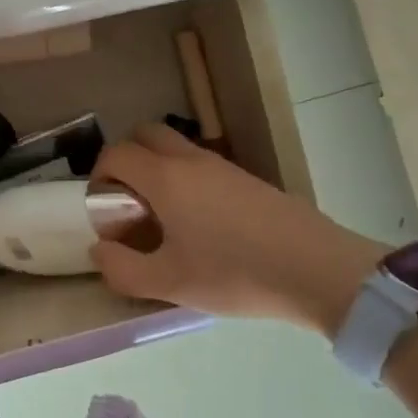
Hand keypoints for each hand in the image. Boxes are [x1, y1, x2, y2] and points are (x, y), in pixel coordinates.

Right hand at [88, 123, 388, 334]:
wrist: (318, 270)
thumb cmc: (235, 273)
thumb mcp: (170, 283)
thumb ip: (122, 268)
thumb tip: (98, 249)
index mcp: (165, 178)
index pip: (117, 153)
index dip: (99, 174)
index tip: (103, 207)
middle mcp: (190, 160)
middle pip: (145, 134)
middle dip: (127, 158)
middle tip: (128, 199)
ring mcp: (222, 166)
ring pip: (176, 147)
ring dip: (157, 168)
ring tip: (163, 217)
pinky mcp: (247, 179)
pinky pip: (201, 164)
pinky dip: (185, 178)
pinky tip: (201, 224)